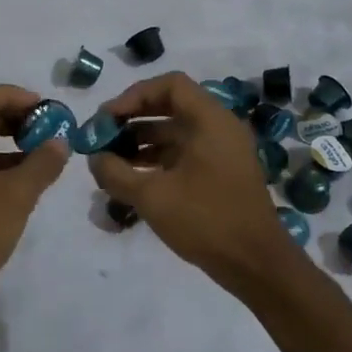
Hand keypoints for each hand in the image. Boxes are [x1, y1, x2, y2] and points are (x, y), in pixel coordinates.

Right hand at [87, 72, 299, 291]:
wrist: (257, 266)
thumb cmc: (206, 220)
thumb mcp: (152, 196)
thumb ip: (115, 173)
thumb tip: (94, 158)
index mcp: (210, 120)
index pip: (170, 85)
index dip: (134, 95)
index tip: (109, 118)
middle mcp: (219, 128)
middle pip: (170, 107)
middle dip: (132, 119)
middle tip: (102, 137)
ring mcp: (222, 152)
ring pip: (175, 133)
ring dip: (141, 142)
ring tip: (109, 161)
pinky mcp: (220, 175)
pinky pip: (183, 154)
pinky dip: (156, 160)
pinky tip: (131, 179)